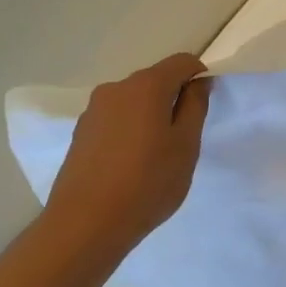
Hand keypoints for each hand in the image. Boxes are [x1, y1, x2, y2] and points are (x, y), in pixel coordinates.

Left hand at [46, 53, 211, 251]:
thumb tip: (198, 82)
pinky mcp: (80, 132)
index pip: (182, 62)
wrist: (85, 225)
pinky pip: (115, 119)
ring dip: (150, 116)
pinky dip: (129, 130)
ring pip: (134, 101)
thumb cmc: (147, 183)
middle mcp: (116, 88)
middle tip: (183, 138)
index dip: (199, 77)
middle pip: (155, 80)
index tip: (204, 107)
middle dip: (173, 98)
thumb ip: (195, 106)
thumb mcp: (186, 145)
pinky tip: (130, 164)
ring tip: (155, 155)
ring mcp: (93, 110)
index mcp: (146, 85)